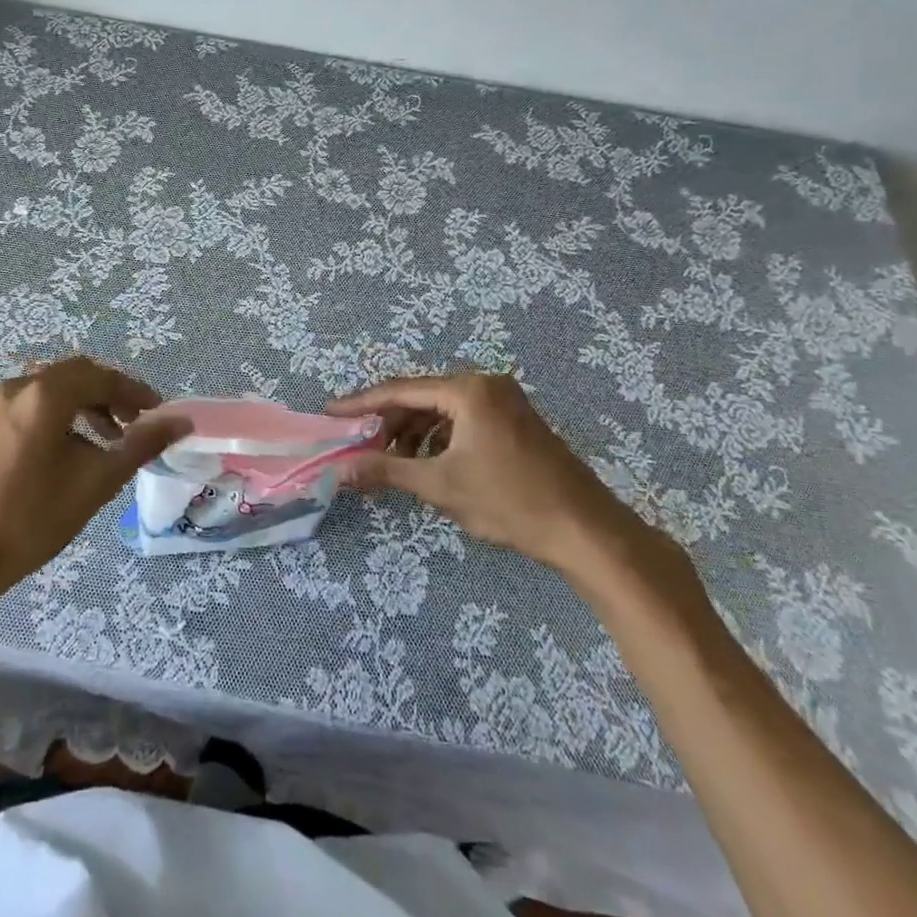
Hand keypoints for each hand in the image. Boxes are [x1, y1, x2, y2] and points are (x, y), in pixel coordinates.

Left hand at [0, 357, 189, 596]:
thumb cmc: (34, 519)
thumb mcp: (97, 482)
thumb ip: (141, 444)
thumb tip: (182, 421)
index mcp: (43, 395)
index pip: (100, 376)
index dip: (134, 391)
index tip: (159, 413)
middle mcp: (17, 387)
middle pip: (76, 375)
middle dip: (111, 395)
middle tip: (137, 423)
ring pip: (53, 388)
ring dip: (86, 404)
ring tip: (110, 439)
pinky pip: (32, 403)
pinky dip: (60, 414)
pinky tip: (73, 449)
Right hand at [327, 371, 648, 574]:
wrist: (587, 532)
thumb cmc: (510, 502)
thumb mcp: (441, 486)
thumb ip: (386, 471)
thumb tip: (340, 470)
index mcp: (468, 390)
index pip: (400, 390)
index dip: (361, 404)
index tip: (330, 413)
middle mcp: (486, 385)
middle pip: (422, 398)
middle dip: (389, 422)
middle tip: (361, 445)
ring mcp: (505, 402)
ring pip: (443, 410)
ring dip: (414, 433)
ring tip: (393, 461)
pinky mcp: (516, 421)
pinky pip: (464, 420)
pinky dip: (441, 438)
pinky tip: (430, 464)